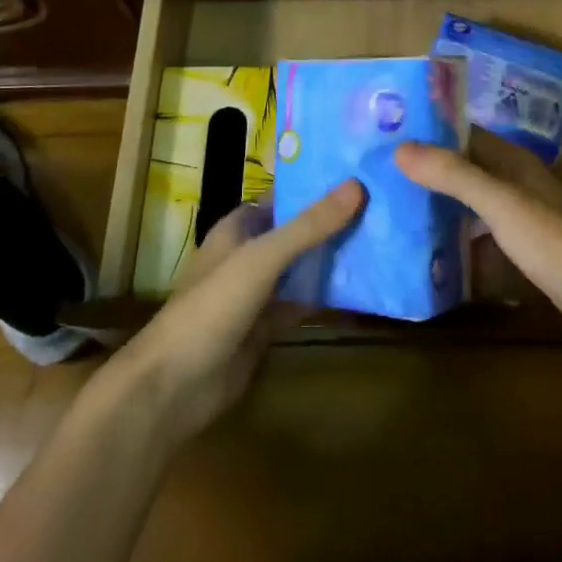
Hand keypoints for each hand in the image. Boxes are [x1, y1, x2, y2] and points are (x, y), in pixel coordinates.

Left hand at [100, 180, 363, 446]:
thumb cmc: (213, 307)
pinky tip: (364, 288)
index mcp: (239, 227)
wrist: (175, 386)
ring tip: (384, 240)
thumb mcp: (262, 258)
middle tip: (385, 207)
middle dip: (334, 222)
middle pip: (298, 231)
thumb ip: (309, 226)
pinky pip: (303, 302)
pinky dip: (328, 296)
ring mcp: (259, 291)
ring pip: (303, 267)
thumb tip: (357, 185)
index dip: (318, 186)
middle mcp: (249, 253)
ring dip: (334, 258)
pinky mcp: (267, 326)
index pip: (285, 197)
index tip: (362, 175)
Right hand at [395, 136, 561, 348]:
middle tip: (383, 176)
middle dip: (430, 170)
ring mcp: (522, 215)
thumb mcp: (498, 203)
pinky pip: (482, 231)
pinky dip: (460, 235)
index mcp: (513, 161)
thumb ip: (453, 174)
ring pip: (473, 201)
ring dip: (443, 203)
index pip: (464, 134)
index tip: (389, 136)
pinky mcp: (525, 246)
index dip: (430, 132)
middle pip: (466, 167)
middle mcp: (517, 181)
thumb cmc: (551, 239)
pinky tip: (433, 250)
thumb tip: (401, 147)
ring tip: (398, 210)